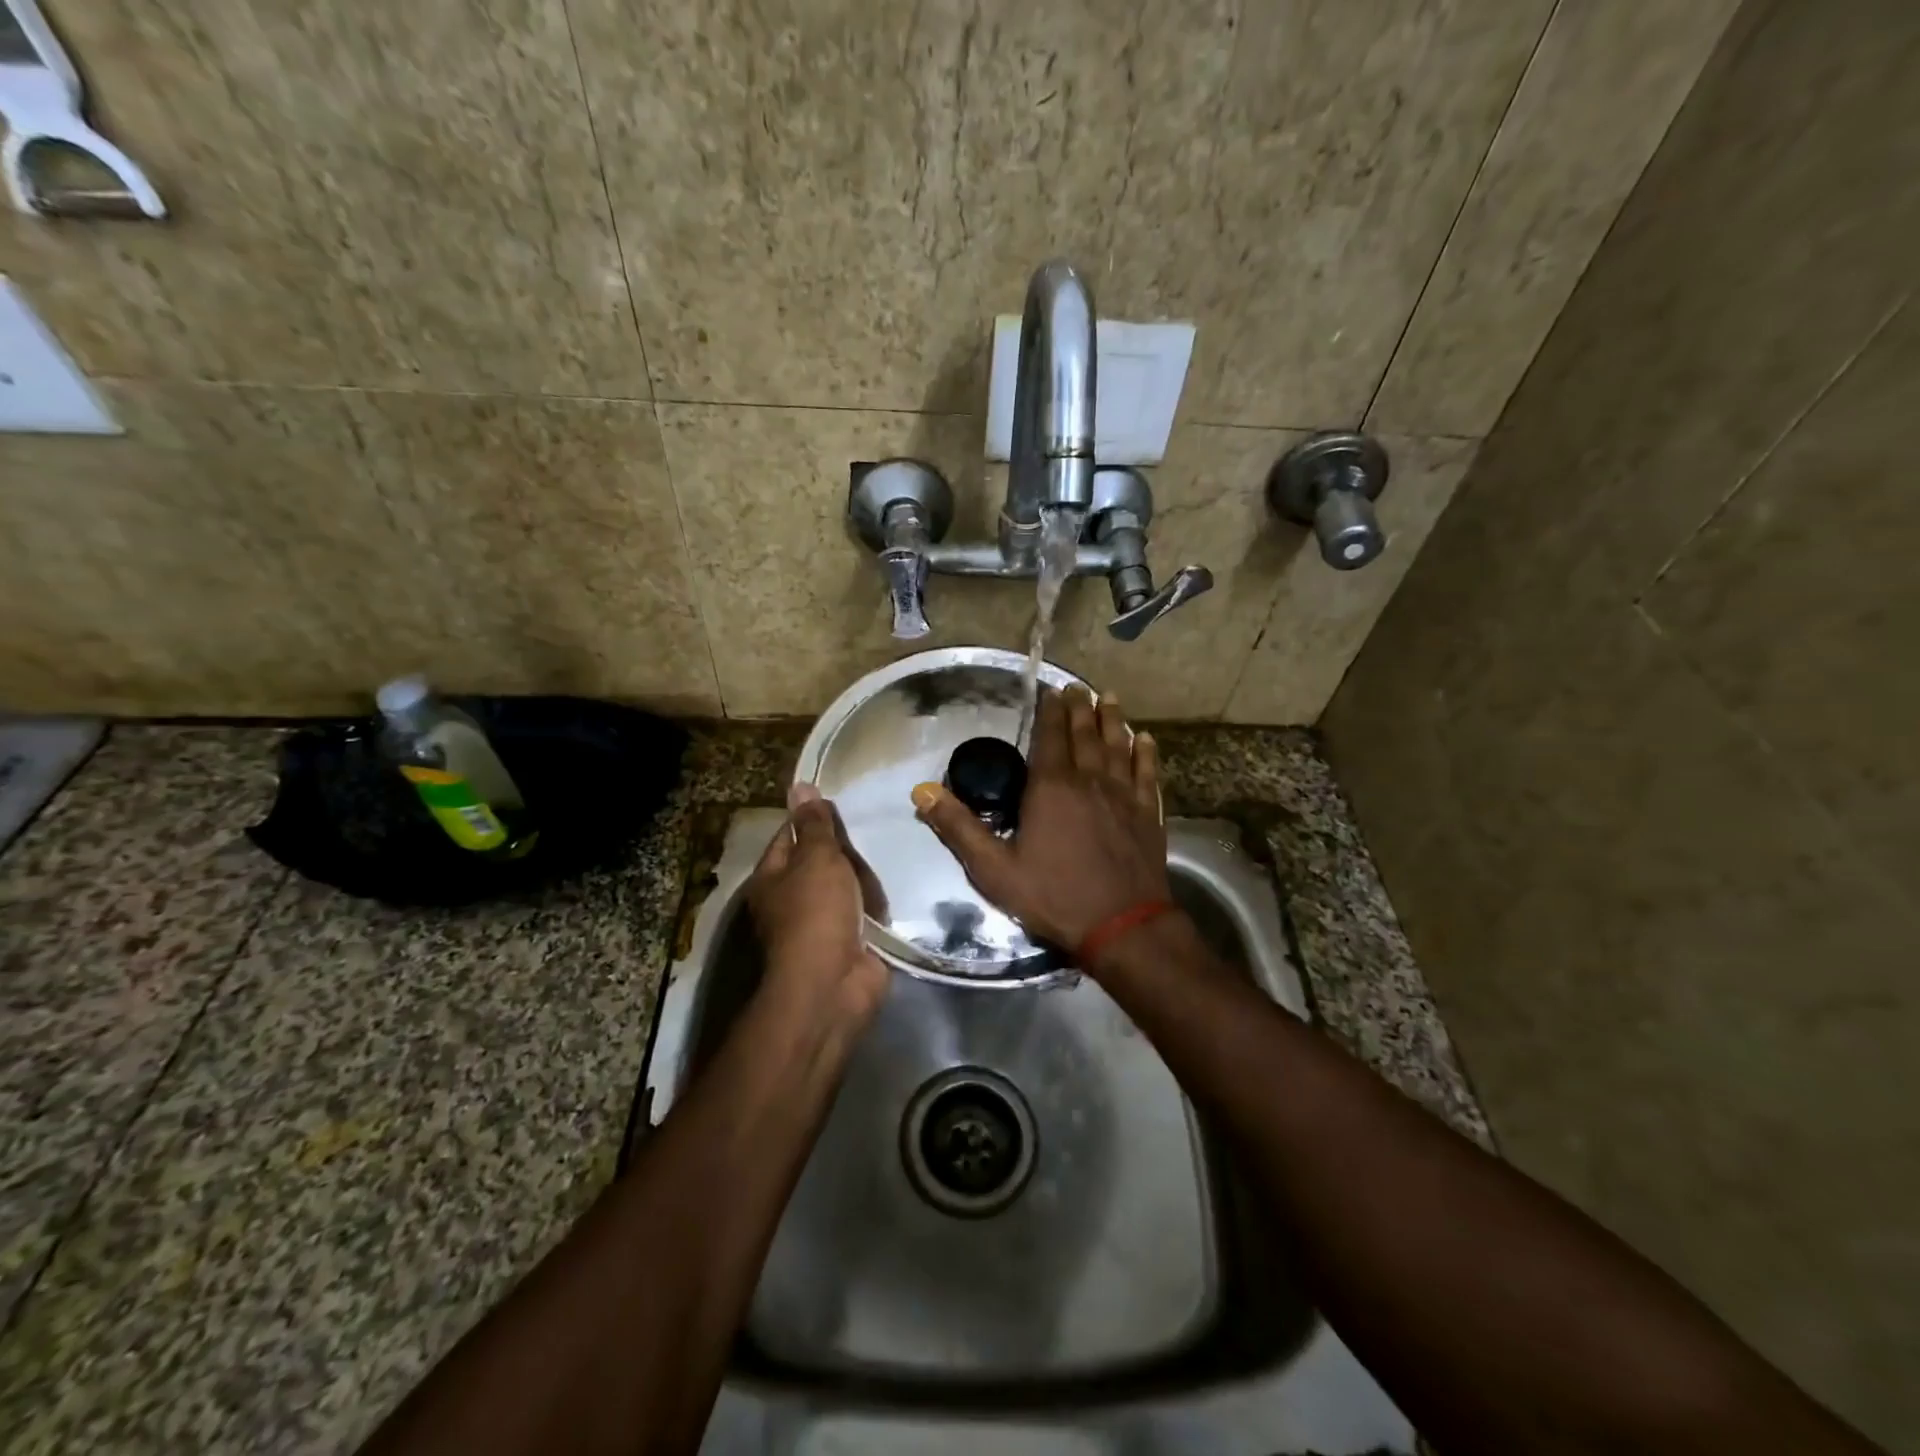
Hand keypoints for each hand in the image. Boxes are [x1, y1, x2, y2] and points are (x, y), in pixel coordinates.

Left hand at [746, 783, 888, 1021]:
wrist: (834, 984)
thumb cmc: (816, 912)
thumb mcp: (816, 858)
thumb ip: (815, 824)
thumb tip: (800, 786)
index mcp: (771, 878)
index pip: (788, 835)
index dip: (811, 819)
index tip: (840, 806)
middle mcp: (789, 900)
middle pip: (818, 862)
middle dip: (842, 851)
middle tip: (869, 834)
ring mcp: (818, 924)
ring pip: (843, 887)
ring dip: (862, 879)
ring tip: (885, 859)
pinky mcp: (846, 943)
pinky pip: (862, 913)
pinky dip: (874, 906)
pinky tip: (891, 892)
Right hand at [911, 686, 1170, 956]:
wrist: (1122, 926)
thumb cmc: (1054, 895)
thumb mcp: (994, 869)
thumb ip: (958, 828)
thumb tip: (923, 792)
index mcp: (1051, 788)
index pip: (1050, 738)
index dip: (1050, 712)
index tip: (1052, 690)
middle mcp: (1089, 781)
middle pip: (1084, 735)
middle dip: (1080, 707)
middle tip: (1078, 686)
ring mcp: (1123, 796)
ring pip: (1117, 746)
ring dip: (1112, 720)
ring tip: (1109, 698)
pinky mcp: (1148, 814)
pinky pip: (1147, 774)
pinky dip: (1146, 753)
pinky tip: (1146, 739)